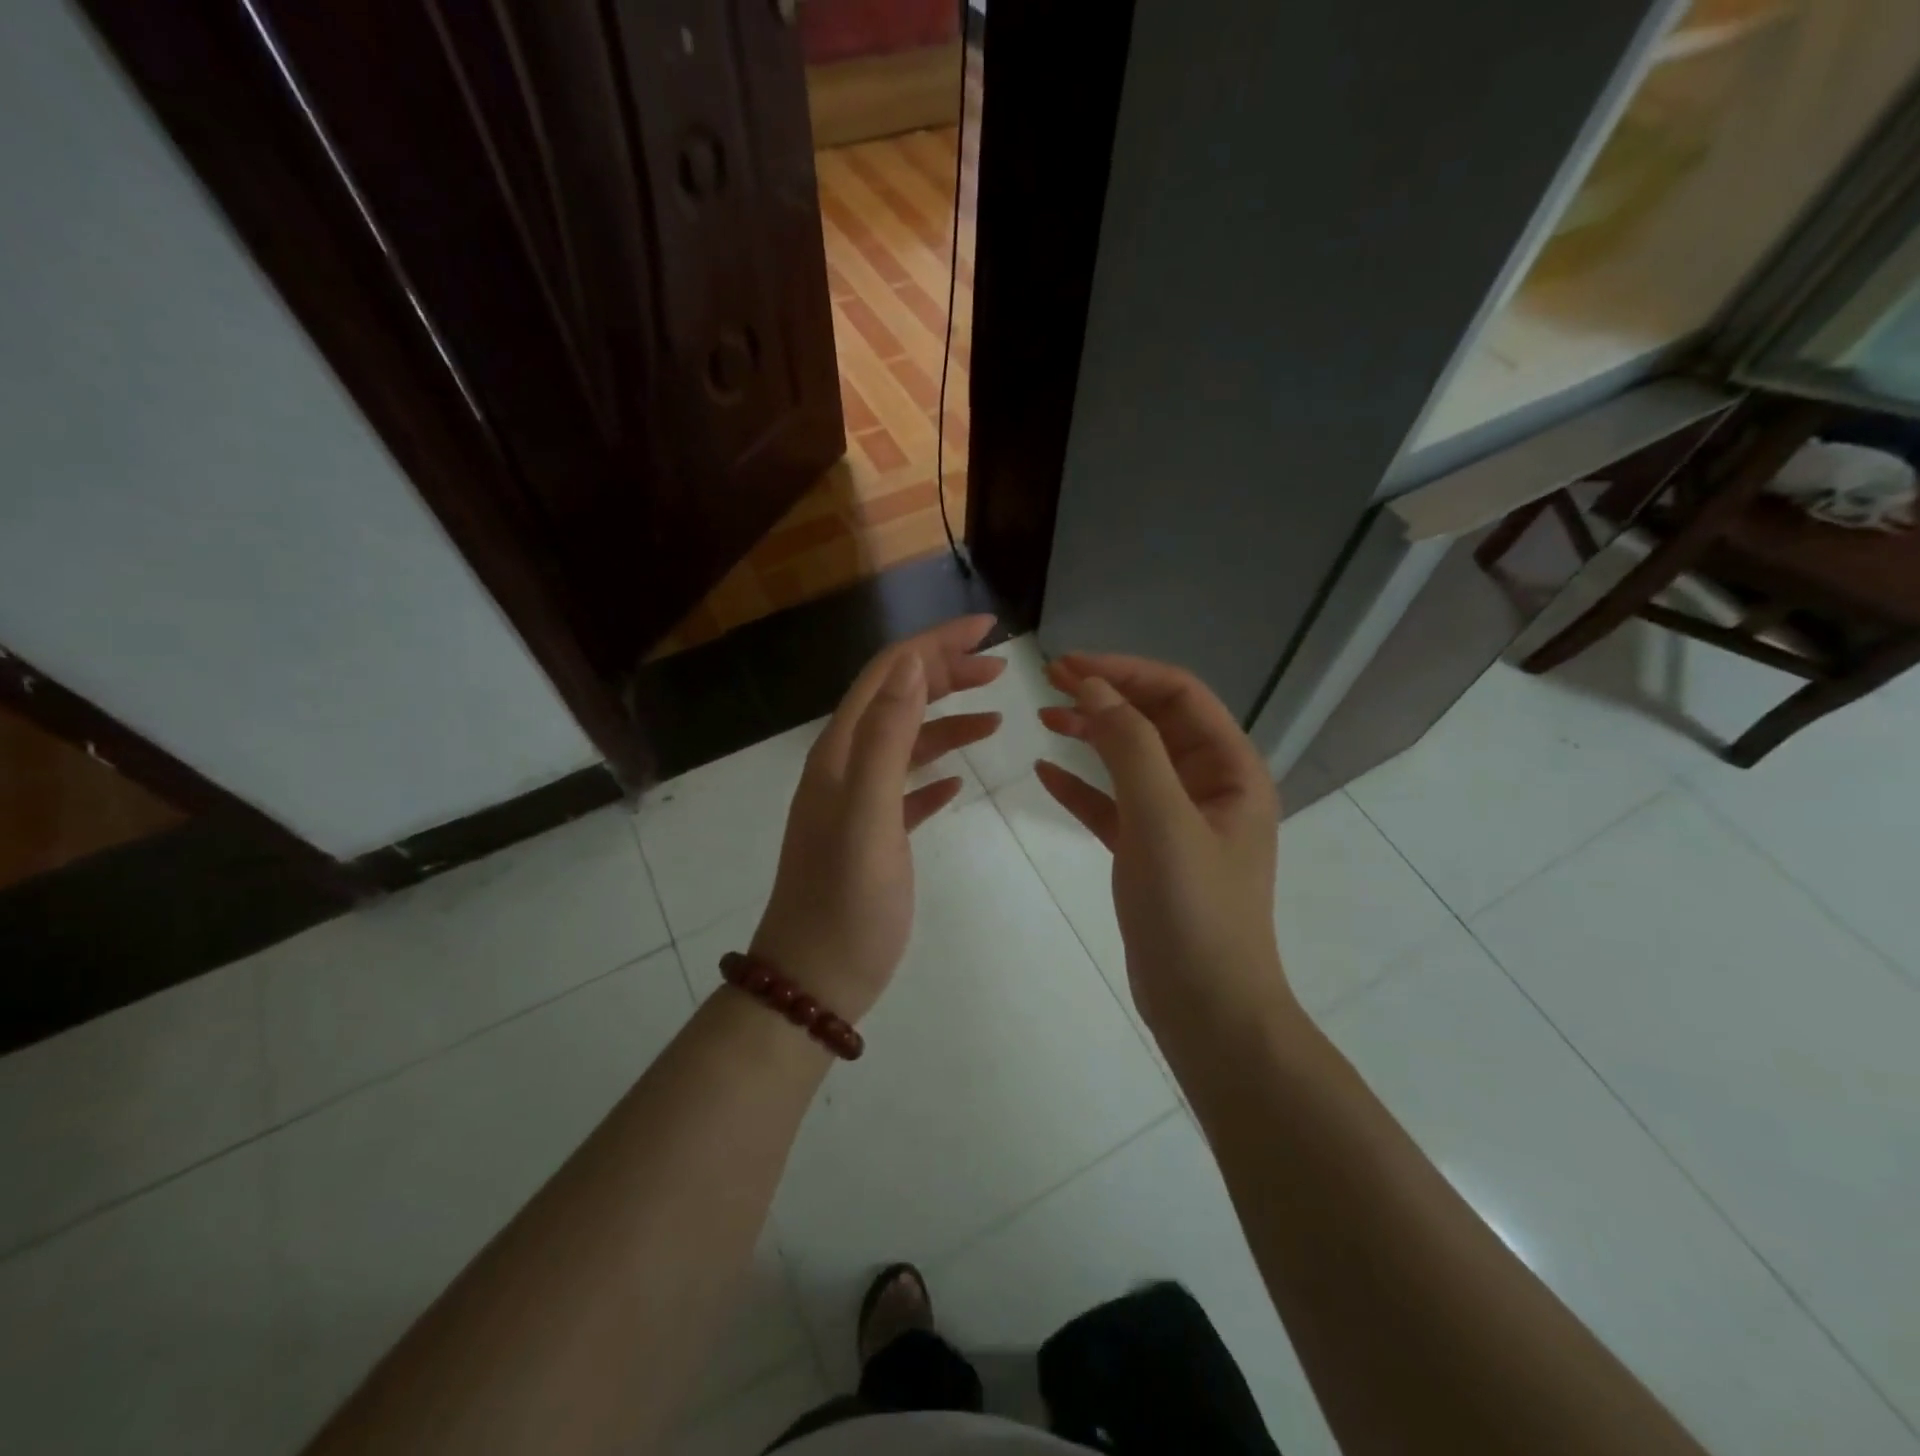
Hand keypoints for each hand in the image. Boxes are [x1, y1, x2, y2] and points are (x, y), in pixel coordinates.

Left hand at [751, 616, 1004, 1022]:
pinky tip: (959, 779)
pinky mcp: (873, 836)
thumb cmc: (847, 902)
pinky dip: (934, 771)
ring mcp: (857, 803)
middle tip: (1000, 667)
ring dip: (948, 720)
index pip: (890, 673)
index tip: (989, 628)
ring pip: (906, 741)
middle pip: (898, 699)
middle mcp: (845, 767)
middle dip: (946, 673)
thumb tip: (912, 666)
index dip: (935, 643)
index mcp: (841, 753)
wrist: (814, 980)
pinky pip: (907, 787)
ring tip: (996, 716)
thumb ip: (886, 738)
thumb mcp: (868, 815)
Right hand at [1035, 654, 1290, 1045]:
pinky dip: (1083, 786)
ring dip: (1092, 734)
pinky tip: (1046, 773)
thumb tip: (1092, 685)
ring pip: (1132, 760)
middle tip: (1049, 681)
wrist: (1206, 1009)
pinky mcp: (1152, 853)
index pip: (1178, 694)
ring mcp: (1180, 821)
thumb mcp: (1161, 818)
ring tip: (1044, 717)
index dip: (1125, 671)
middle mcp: (1211, 786)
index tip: (1068, 665)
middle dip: (1106, 695)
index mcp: (1231, 769)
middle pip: (1155, 721)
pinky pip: (1114, 805)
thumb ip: (1128, 745)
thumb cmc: (1193, 909)